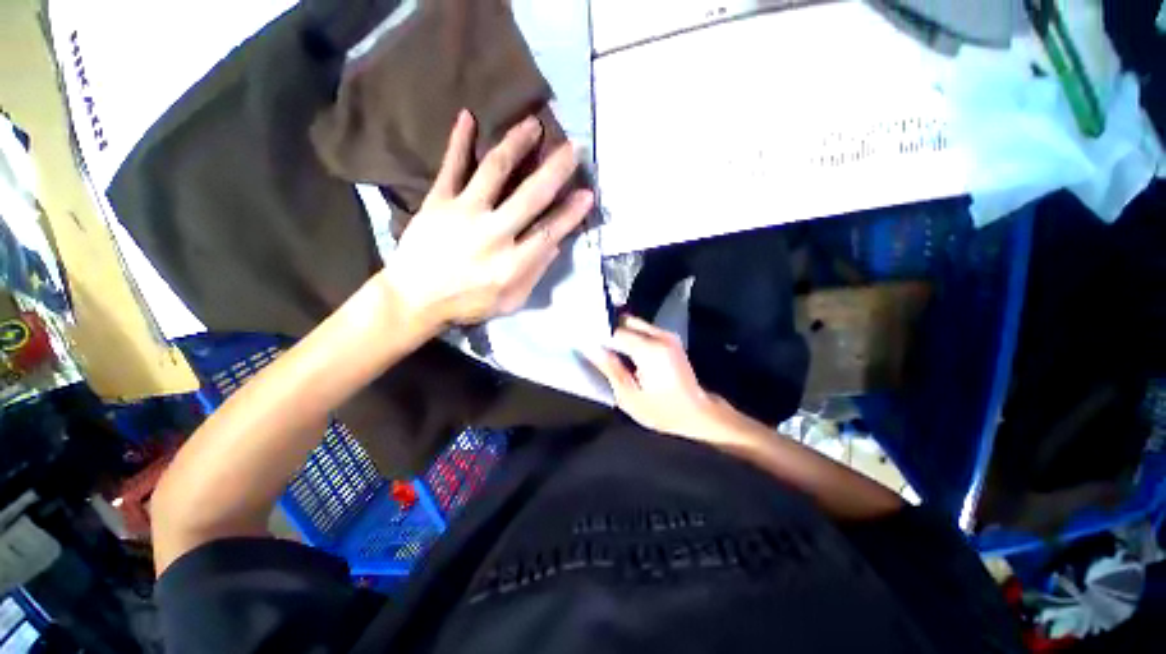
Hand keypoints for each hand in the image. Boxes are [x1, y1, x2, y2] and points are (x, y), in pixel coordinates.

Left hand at [382, 110, 592, 330]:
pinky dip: (459, 141)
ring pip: (495, 171)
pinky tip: (468, 117)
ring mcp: (464, 214)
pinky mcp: (438, 202)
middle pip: (530, 196)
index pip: (549, 231)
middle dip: (555, 170)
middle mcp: (492, 234)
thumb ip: (534, 274)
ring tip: (532, 123)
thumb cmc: (467, 303)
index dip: (571, 212)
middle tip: (573, 147)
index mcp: (512, 263)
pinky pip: (451, 167)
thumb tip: (555, 244)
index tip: (587, 193)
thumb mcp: (509, 301)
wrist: (414, 298)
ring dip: (516, 144)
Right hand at [586, 316, 734, 440]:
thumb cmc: (662, 410)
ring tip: (604, 347)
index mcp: (649, 349)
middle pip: (625, 320)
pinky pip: (643, 329)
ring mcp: (667, 335)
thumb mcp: (629, 396)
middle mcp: (659, 336)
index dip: (597, 334)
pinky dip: (630, 335)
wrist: (698, 413)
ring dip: (618, 331)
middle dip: (607, 329)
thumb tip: (590, 348)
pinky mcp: (670, 339)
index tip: (583, 340)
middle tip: (592, 343)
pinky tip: (621, 350)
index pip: (615, 330)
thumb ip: (609, 368)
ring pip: (634, 323)